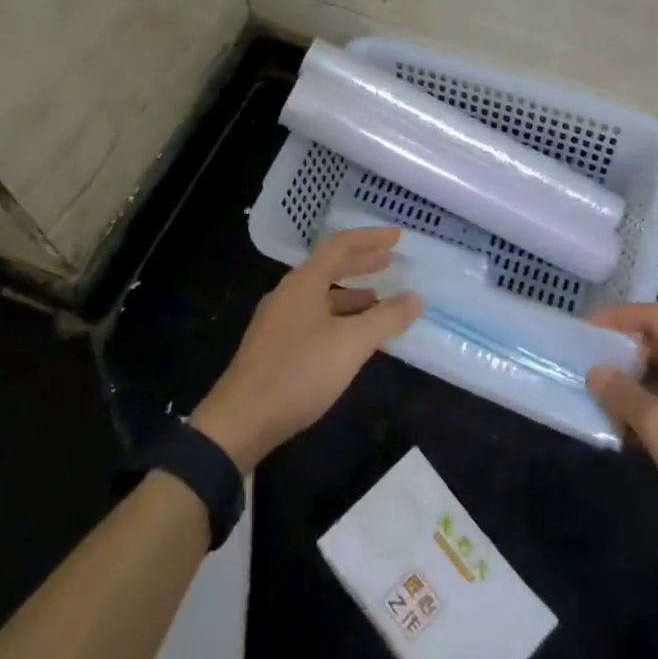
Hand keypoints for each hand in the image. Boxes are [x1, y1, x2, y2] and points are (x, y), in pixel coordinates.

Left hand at [194, 228, 422, 471]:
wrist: (241, 420)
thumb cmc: (299, 372)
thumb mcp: (351, 344)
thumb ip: (386, 319)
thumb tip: (416, 298)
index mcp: (304, 282)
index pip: (341, 245)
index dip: (371, 238)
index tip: (398, 237)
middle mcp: (288, 293)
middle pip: (329, 266)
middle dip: (362, 262)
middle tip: (391, 261)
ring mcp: (278, 320)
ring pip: (320, 294)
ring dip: (351, 293)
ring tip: (378, 300)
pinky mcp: (274, 346)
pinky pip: (313, 317)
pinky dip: (338, 316)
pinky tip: (350, 337)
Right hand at [587, 303, 657, 551]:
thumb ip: (622, 393)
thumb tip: (596, 372)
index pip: (654, 317)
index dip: (617, 318)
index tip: (586, 331)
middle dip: (625, 354)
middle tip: (591, 364)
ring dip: (638, 384)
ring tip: (604, 397)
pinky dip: (656, 406)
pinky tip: (632, 430)